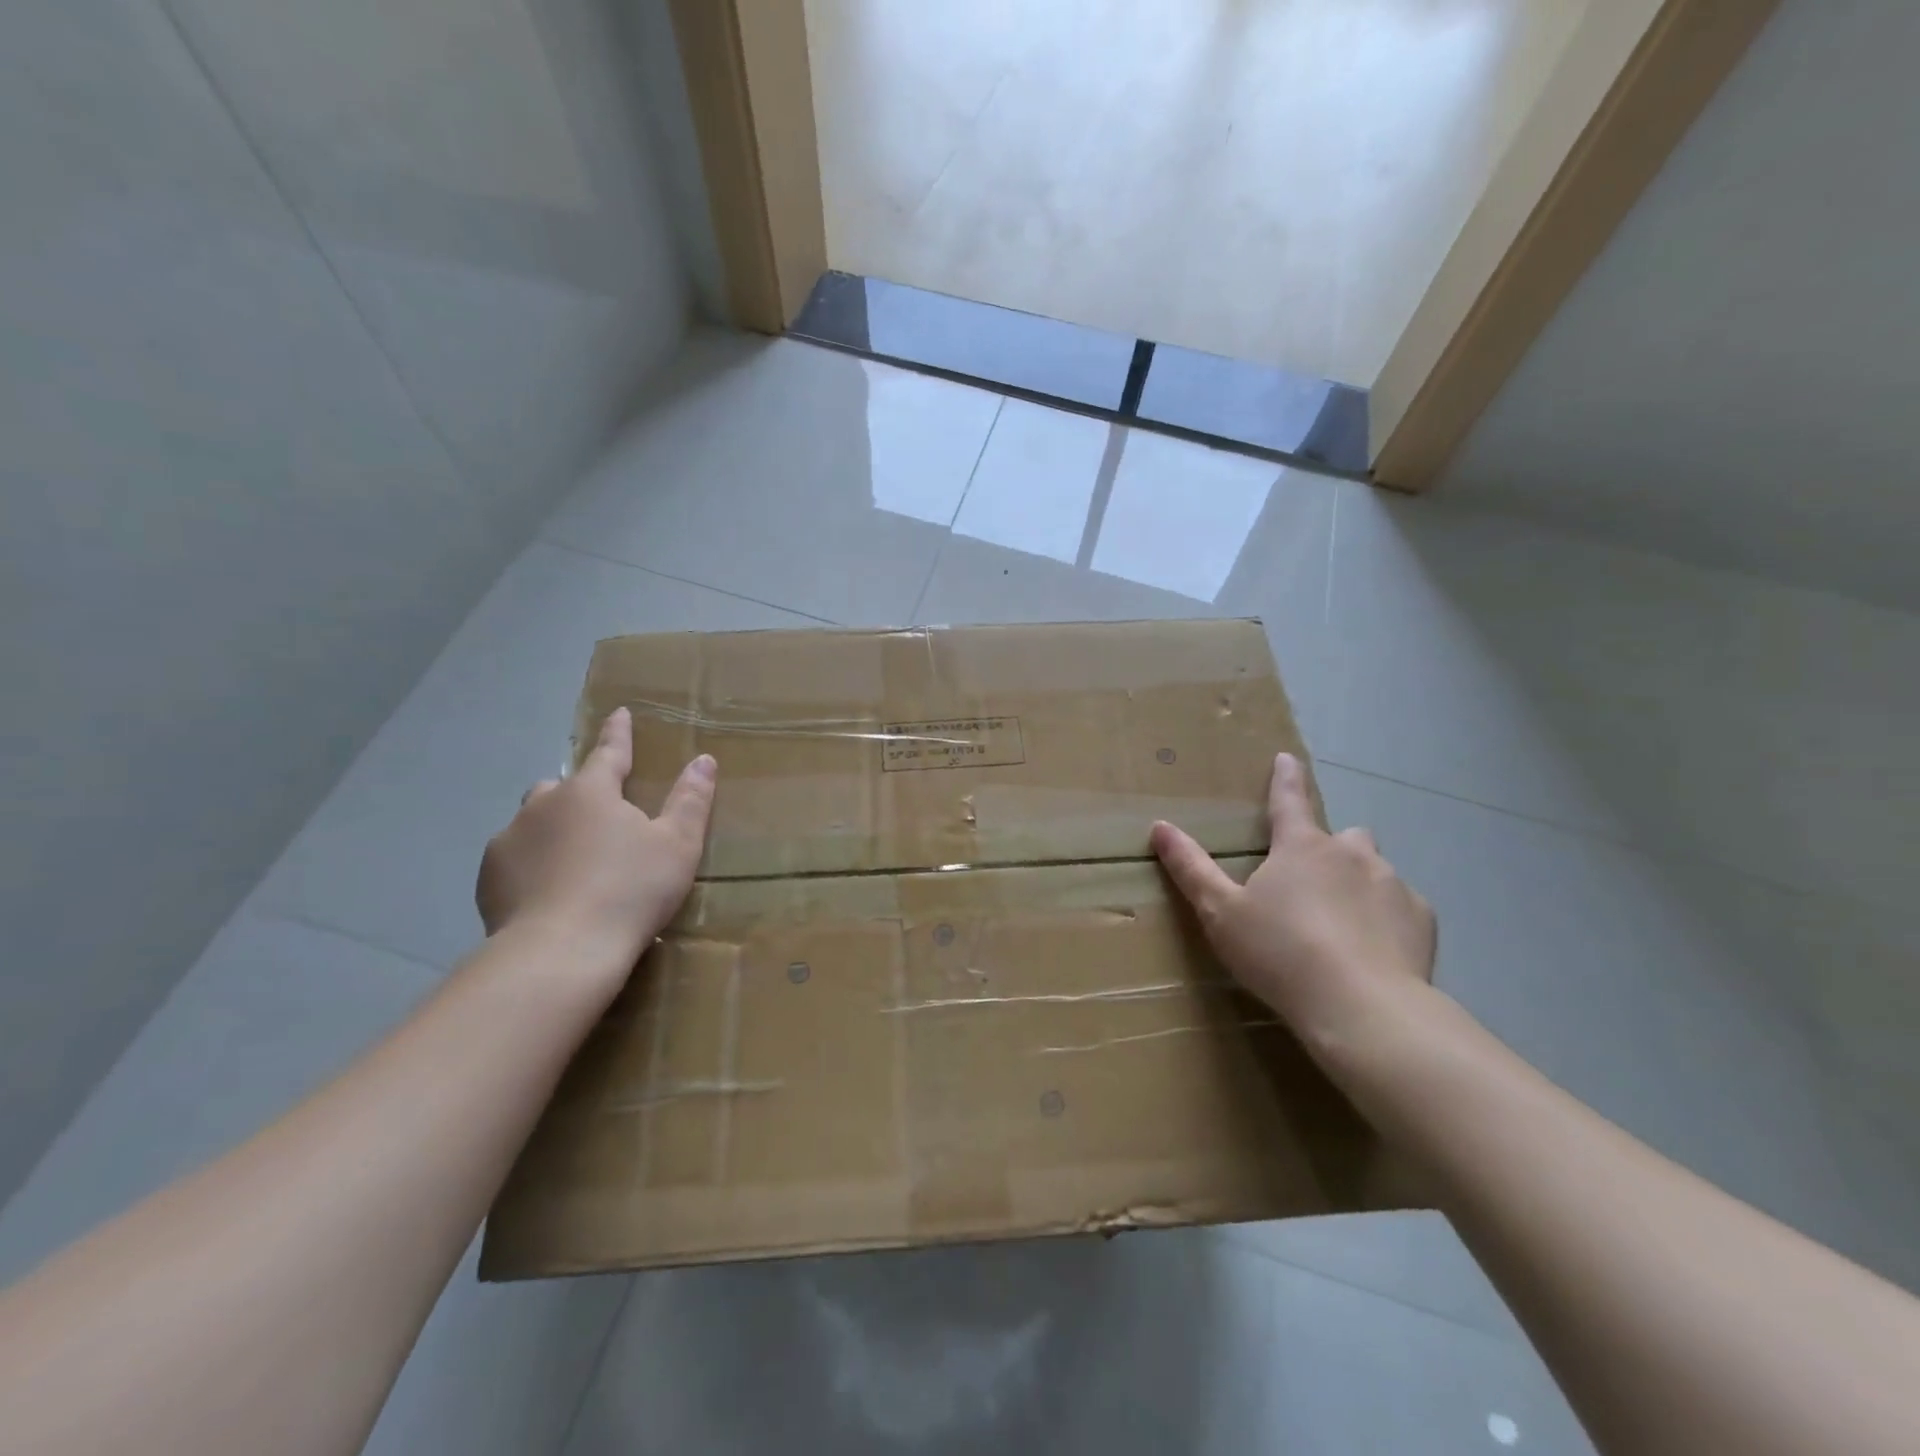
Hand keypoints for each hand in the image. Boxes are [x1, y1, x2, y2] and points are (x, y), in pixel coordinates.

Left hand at [477, 706, 715, 974]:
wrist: (560, 953)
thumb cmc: (630, 891)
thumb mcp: (678, 845)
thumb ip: (691, 800)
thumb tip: (704, 760)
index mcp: (591, 791)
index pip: (609, 752)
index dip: (618, 733)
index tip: (619, 713)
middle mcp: (543, 805)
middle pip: (563, 787)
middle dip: (581, 794)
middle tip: (602, 820)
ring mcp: (509, 841)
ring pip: (534, 821)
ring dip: (553, 829)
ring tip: (575, 863)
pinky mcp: (488, 879)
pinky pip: (515, 858)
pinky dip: (532, 864)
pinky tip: (550, 893)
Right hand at [1150, 752, 1435, 1070]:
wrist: (1361, 1007)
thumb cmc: (1279, 953)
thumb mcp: (1221, 912)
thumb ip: (1191, 868)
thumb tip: (1160, 826)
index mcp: (1301, 847)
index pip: (1289, 800)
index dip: (1285, 778)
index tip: (1286, 758)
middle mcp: (1351, 853)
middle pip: (1343, 836)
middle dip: (1329, 850)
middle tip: (1312, 885)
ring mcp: (1392, 883)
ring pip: (1374, 869)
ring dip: (1358, 884)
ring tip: (1342, 926)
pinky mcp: (1422, 919)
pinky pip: (1402, 906)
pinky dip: (1387, 918)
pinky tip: (1373, 951)